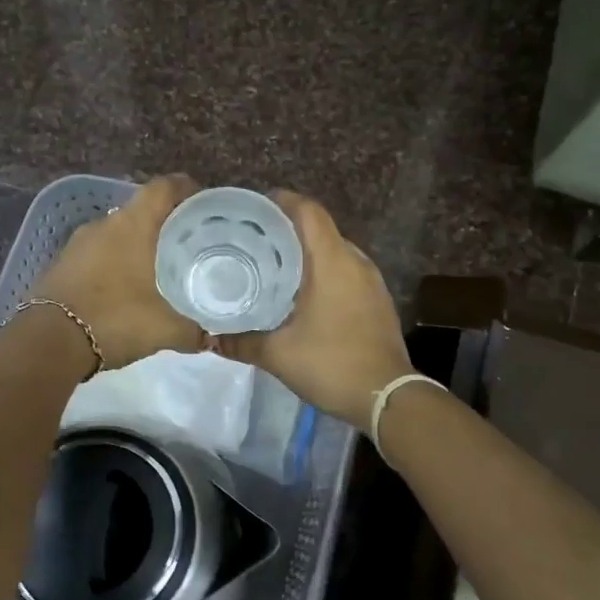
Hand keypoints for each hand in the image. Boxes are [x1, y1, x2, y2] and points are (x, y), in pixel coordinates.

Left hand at [33, 174, 205, 371]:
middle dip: (165, 225)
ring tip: (160, 270)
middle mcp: (104, 224)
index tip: (204, 205)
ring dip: (137, 247)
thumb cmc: (114, 320)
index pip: (164, 188)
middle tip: (189, 246)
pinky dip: (115, 264)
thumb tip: (210, 337)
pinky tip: (126, 290)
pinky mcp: (61, 265)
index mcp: (132, 225)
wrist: (48, 343)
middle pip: (141, 211)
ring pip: (117, 235)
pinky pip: (98, 255)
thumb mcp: (164, 330)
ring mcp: (77, 244)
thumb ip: (193, 331)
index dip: (186, 189)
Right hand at [215, 191, 411, 426]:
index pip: (308, 211)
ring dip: (306, 254)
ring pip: (334, 251)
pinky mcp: (378, 300)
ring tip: (273, 267)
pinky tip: (302, 295)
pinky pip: (346, 272)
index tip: (253, 210)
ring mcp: (372, 281)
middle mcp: (355, 261)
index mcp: (332, 261)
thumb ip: (241, 342)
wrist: (387, 397)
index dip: (281, 202)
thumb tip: (212, 337)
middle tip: (253, 242)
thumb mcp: (278, 355)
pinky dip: (323, 273)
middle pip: (319, 229)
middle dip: (287, 230)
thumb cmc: (331, 364)